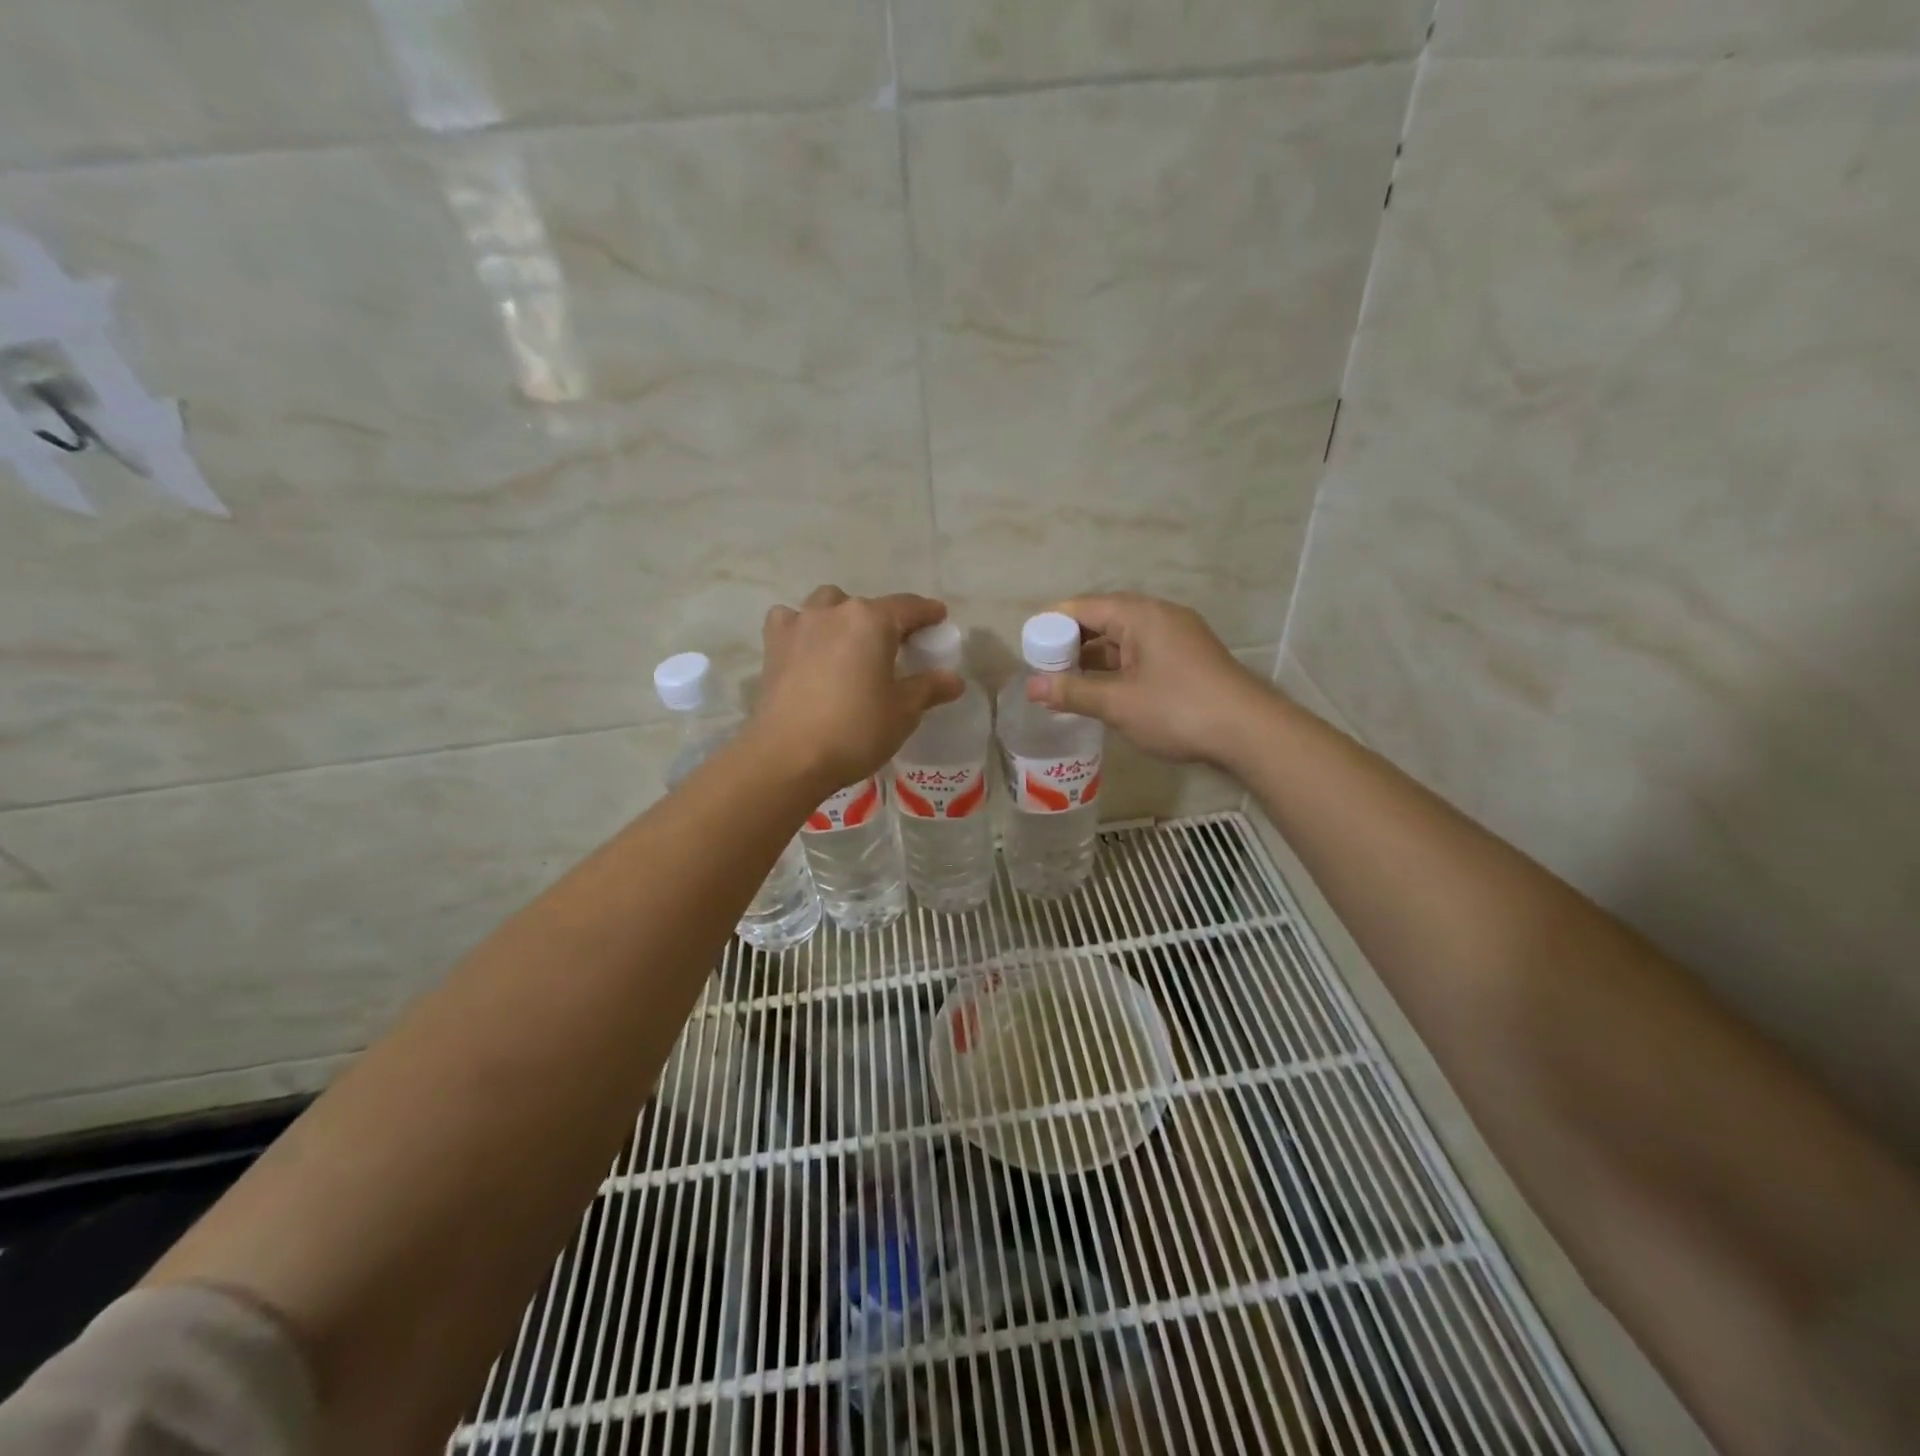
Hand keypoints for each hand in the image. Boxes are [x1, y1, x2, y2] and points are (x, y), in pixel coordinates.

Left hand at [749, 586, 964, 794]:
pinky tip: (808, 647)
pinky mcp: (773, 647)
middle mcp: (834, 612)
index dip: (927, 612)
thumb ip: (929, 688)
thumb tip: (954, 679)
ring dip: (842, 615)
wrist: (788, 756)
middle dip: (885, 619)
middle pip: (867, 606)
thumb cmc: (855, 730)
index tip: (939, 618)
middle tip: (896, 645)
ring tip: (850, 642)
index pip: (908, 607)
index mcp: (871, 621)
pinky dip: (803, 627)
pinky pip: (790, 621)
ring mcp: (799, 625)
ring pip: (826, 604)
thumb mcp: (903, 712)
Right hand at [1026, 593, 1272, 765]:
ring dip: (1096, 656)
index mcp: (1141, 615)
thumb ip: (1073, 693)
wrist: (1249, 732)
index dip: (1053, 623)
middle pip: (1105, 618)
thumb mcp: (1118, 704)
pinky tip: (1104, 689)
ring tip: (1067, 680)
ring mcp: (1178, 636)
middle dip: (1072, 641)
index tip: (1029, 645)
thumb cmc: (1178, 710)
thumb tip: (1031, 688)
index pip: (1084, 607)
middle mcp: (1160, 616)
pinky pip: (1142, 652)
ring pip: (1125, 637)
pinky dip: (1118, 665)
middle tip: (1044, 666)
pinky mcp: (1189, 657)